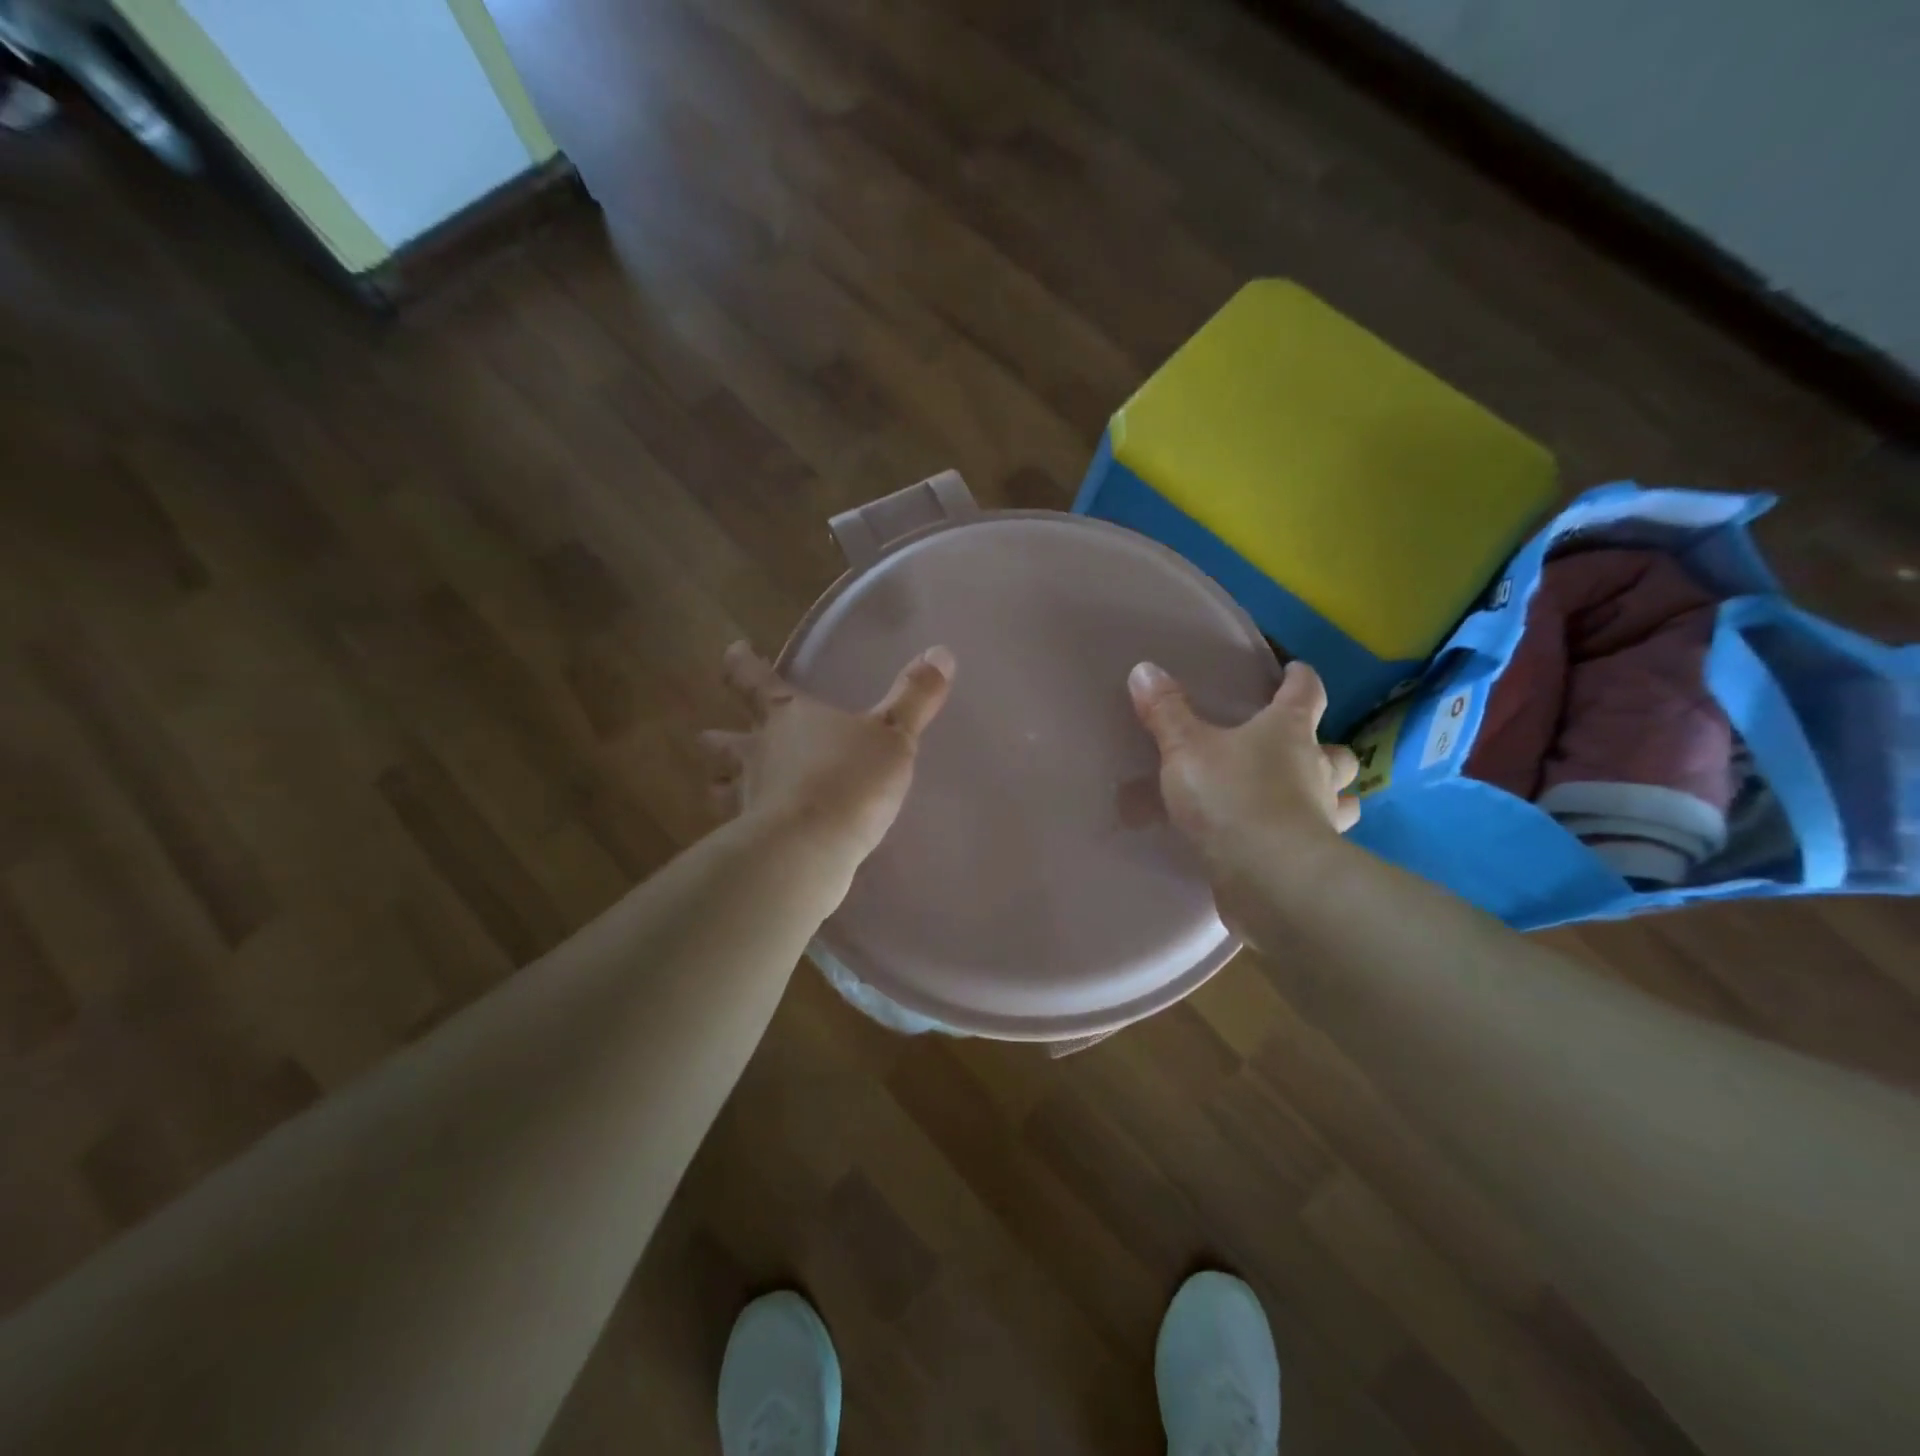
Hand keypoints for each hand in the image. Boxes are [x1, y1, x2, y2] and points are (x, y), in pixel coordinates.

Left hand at [700, 641, 955, 862]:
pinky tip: (756, 836)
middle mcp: (756, 754)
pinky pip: (739, 830)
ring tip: (727, 789)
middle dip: (718, 738)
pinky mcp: (750, 842)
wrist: (810, 849)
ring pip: (719, 787)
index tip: (735, 650)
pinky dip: (743, 829)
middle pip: (722, 741)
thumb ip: (914, 697)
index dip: (741, 662)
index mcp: (785, 717)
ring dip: (721, 785)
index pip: (752, 679)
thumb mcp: (893, 735)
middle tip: (712, 736)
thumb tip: (941, 652)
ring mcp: (747, 799)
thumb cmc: (849, 780)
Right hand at [1128, 659, 1359, 875]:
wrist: (1268, 877)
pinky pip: (1320, 840)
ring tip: (1304, 798)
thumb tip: (1144, 669)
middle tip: (1303, 750)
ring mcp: (1322, 817)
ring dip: (1331, 795)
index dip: (1300, 678)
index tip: (1295, 670)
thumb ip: (1166, 712)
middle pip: (1338, 753)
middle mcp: (1315, 770)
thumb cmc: (1231, 797)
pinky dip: (1310, 836)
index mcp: (1290, 732)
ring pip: (1343, 799)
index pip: (1306, 692)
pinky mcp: (1315, 860)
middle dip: (1325, 748)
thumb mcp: (1185, 749)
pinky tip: (1284, 842)